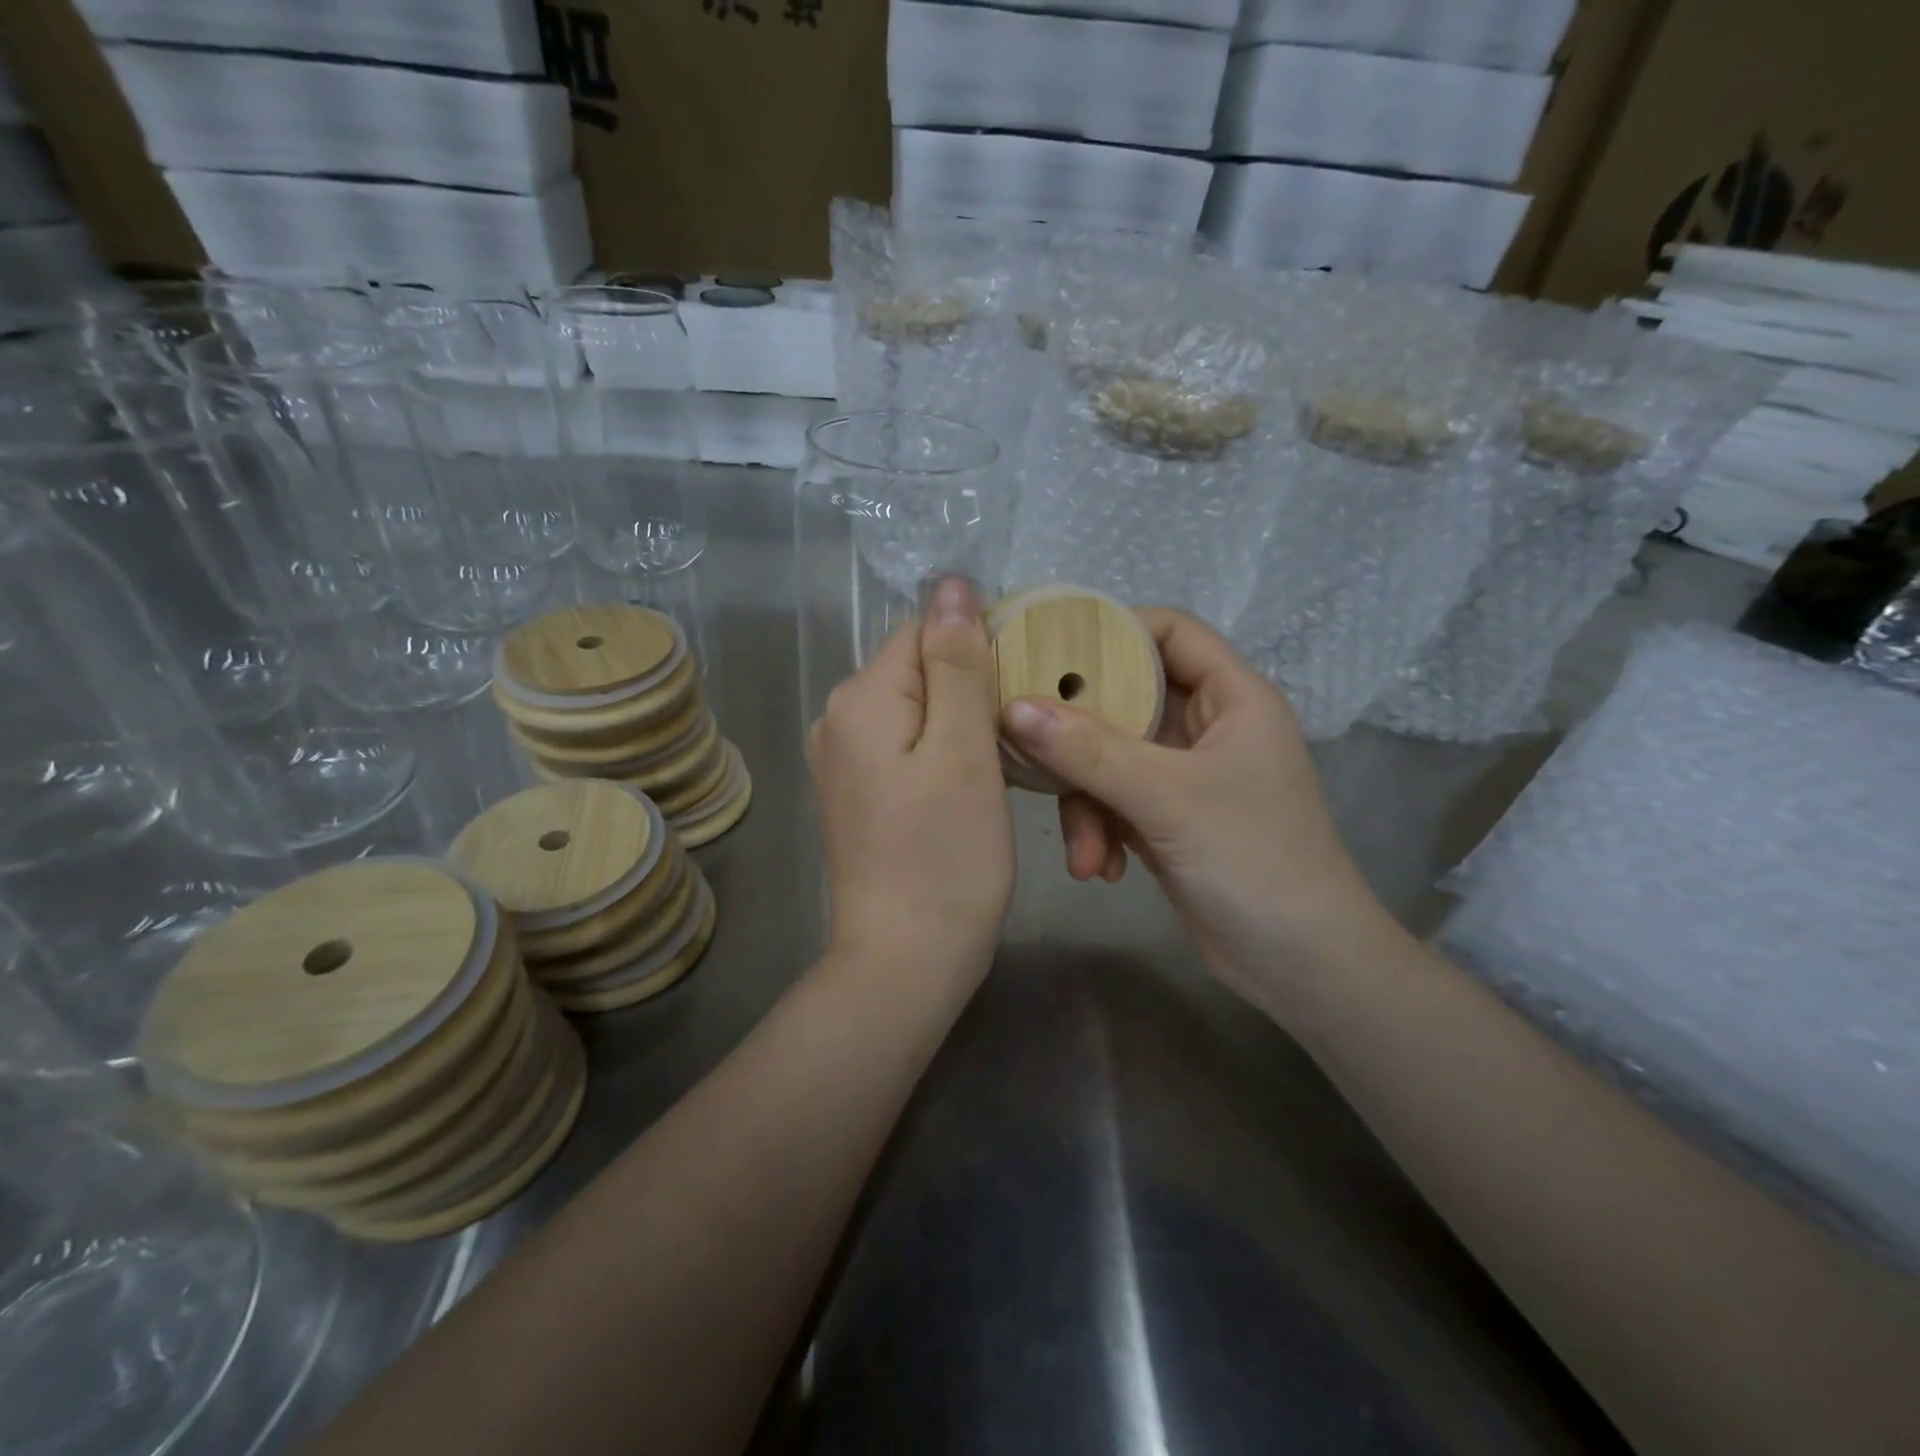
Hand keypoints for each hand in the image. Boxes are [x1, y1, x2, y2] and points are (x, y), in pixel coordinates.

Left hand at [810, 577, 1014, 981]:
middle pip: (920, 669)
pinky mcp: (859, 791)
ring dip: (965, 722)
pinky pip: (909, 745)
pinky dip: (945, 751)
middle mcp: (839, 718)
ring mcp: (844, 758)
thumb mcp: (963, 750)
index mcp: (861, 698)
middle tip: (1023, 734)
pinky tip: (975, 781)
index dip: (982, 646)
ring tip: (1007, 760)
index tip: (1025, 688)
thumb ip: (956, 663)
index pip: (926, 631)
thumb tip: (950, 585)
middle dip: (974, 687)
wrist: (905, 959)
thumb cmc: (946, 856)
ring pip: (919, 709)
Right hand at [999, 609, 1384, 998]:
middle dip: (1081, 738)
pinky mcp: (1169, 817)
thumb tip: (1013, 708)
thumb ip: (1089, 751)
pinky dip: (1101, 830)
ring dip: (1088, 803)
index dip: (1115, 631)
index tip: (1051, 650)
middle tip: (1031, 749)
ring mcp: (1187, 774)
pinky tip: (1100, 870)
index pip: (1171, 631)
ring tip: (1085, 853)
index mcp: (1232, 697)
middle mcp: (1209, 726)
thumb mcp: (1168, 798)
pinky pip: (1115, 800)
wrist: (1301, 964)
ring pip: (1111, 757)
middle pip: (1126, 699)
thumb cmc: (1254, 861)